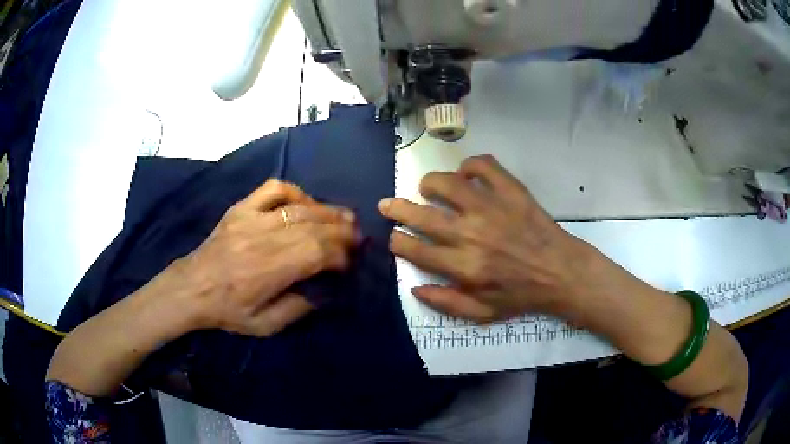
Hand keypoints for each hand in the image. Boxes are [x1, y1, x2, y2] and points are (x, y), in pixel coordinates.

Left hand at [169, 179, 358, 335]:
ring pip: (299, 207)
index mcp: (268, 271)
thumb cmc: (227, 310)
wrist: (190, 288)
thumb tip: (327, 292)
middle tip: (358, 236)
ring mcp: (251, 218)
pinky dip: (296, 193)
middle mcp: (263, 239)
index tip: (350, 262)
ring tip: (345, 217)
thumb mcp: (265, 325)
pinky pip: (274, 189)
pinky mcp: (241, 208)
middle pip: (313, 226)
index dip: (340, 254)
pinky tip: (307, 203)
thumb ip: (299, 309)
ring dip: (327, 211)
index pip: (316, 252)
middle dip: (342, 230)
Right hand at [379, 155, 591, 321]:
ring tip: (427, 187)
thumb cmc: (521, 294)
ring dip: (430, 183)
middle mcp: (472, 234)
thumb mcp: (483, 313)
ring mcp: (492, 208)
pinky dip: (470, 165)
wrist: (561, 272)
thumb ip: (446, 303)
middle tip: (388, 205)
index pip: (416, 249)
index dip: (398, 241)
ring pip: (447, 183)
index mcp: (464, 266)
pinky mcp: (511, 190)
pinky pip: (483, 166)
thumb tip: (414, 288)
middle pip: (422, 215)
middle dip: (397, 209)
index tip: (394, 237)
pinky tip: (467, 174)